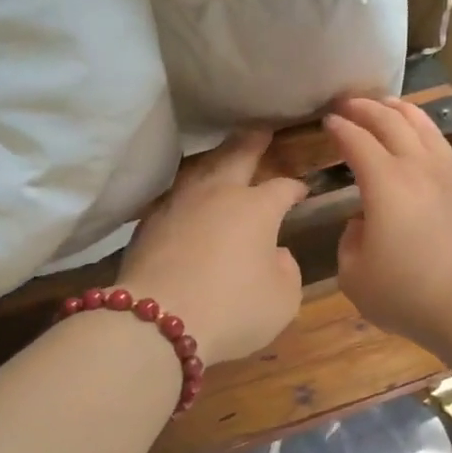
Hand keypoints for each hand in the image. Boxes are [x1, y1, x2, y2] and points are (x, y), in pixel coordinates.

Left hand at [119, 130, 307, 366]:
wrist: (157, 323)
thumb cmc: (233, 309)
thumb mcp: (283, 299)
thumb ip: (287, 270)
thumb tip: (275, 253)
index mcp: (256, 208)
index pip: (282, 188)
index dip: (294, 188)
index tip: (302, 190)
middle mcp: (218, 195)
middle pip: (237, 156)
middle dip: (253, 142)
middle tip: (261, 129)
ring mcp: (179, 204)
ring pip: (200, 169)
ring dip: (216, 159)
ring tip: (223, 156)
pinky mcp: (149, 223)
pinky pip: (174, 195)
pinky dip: (187, 191)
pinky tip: (188, 197)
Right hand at [325, 97, 451, 359]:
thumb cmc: (407, 296)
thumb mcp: (354, 277)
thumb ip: (349, 241)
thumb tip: (363, 223)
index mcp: (386, 183)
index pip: (357, 141)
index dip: (340, 128)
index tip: (327, 121)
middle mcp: (419, 168)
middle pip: (392, 123)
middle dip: (367, 108)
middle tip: (349, 102)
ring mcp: (451, 176)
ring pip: (426, 129)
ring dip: (403, 111)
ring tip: (388, 104)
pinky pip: (446, 153)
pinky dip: (429, 140)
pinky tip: (425, 148)